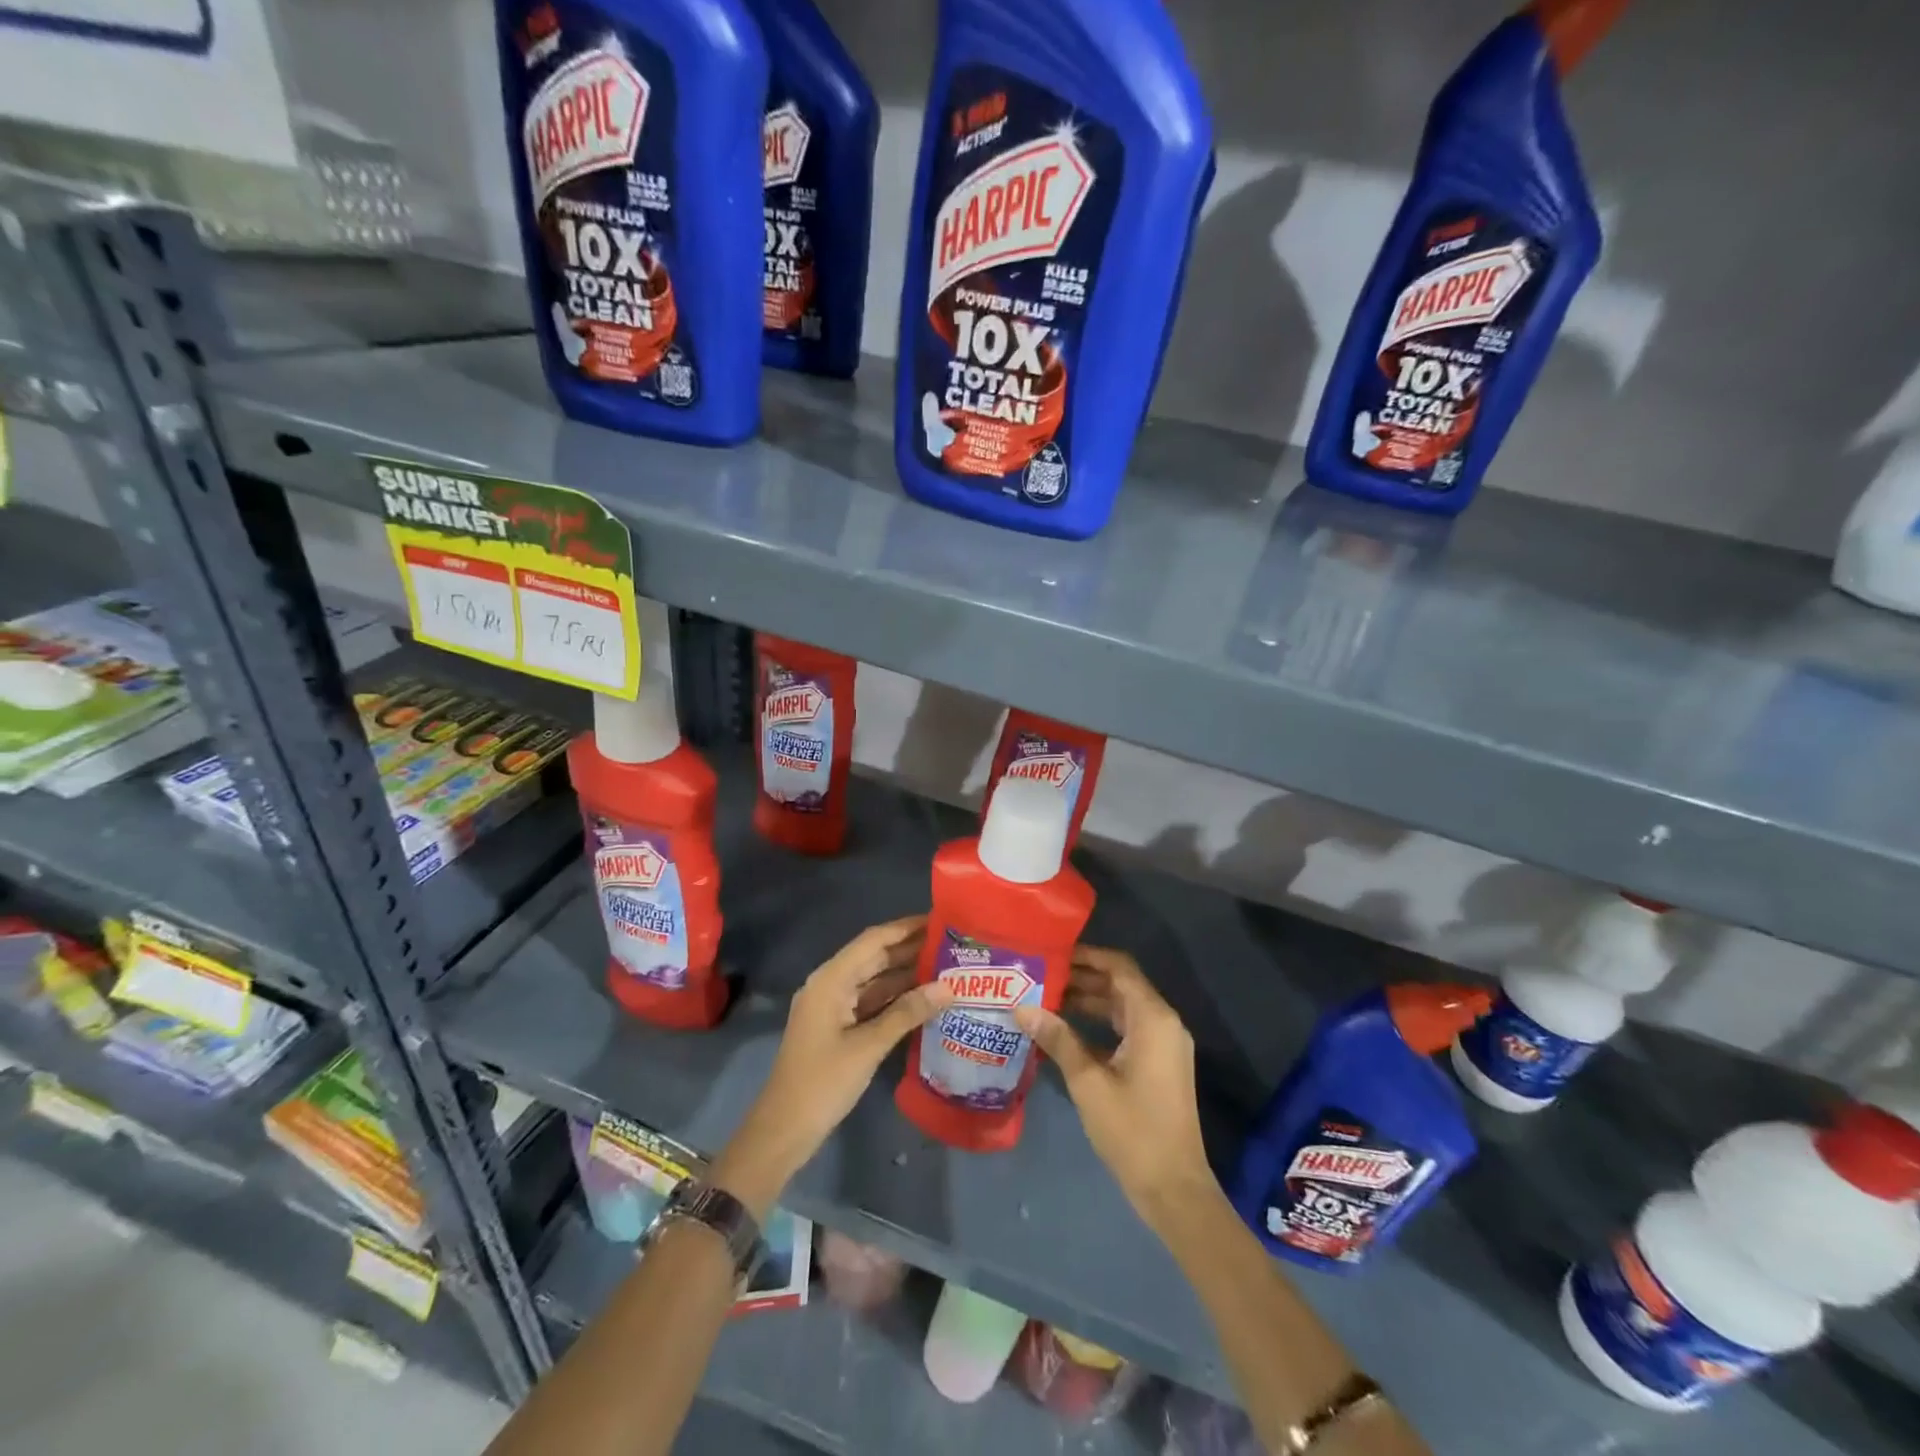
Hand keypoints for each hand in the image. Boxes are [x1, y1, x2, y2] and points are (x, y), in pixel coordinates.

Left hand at [713, 917, 953, 1217]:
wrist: (784, 1130)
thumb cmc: (823, 1082)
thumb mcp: (868, 1046)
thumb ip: (908, 1013)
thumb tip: (949, 986)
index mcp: (830, 980)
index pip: (873, 940)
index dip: (905, 928)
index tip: (939, 919)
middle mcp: (831, 985)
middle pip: (874, 957)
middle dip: (910, 949)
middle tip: (952, 944)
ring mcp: (833, 1007)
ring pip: (875, 981)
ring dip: (906, 974)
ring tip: (947, 967)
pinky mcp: (838, 1028)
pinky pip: (871, 1003)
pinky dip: (896, 999)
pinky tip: (925, 999)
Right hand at [1015, 946, 1217, 1232]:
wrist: (1174, 1188)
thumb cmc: (1132, 1129)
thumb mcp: (1088, 1081)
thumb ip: (1057, 1038)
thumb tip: (1022, 1007)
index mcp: (1153, 1018)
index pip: (1119, 968)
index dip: (1087, 955)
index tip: (1052, 952)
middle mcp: (1163, 1023)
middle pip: (1121, 985)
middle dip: (1082, 978)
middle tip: (1041, 974)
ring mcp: (1164, 1045)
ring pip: (1123, 1008)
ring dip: (1089, 1001)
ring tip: (1046, 998)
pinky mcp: (1159, 1064)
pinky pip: (1128, 1029)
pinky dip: (1100, 1024)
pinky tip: (1066, 1031)